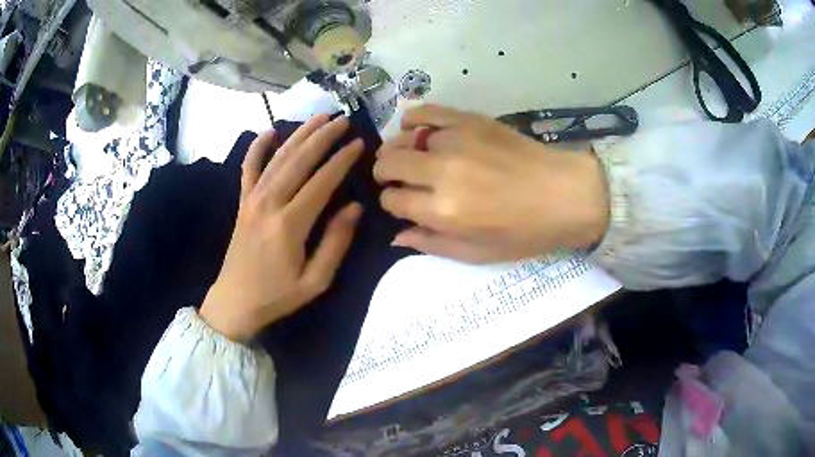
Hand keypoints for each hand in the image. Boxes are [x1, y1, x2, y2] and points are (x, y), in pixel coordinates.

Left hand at [200, 115, 363, 341]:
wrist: (234, 302)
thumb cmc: (277, 296)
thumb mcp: (315, 281)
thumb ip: (336, 243)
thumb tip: (355, 207)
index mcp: (290, 224)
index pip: (322, 182)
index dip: (342, 160)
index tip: (359, 143)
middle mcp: (269, 203)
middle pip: (299, 160)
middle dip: (323, 137)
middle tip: (343, 120)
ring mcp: (252, 199)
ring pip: (278, 158)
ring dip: (300, 134)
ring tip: (320, 117)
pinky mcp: (242, 202)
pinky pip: (248, 168)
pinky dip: (257, 147)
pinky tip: (268, 131)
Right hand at [373, 105, 608, 262]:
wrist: (564, 194)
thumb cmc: (524, 232)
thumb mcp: (478, 253)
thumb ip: (432, 244)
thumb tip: (396, 236)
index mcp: (443, 211)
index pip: (392, 201)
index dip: (391, 203)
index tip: (402, 203)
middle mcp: (442, 172)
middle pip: (389, 165)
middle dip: (385, 174)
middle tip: (396, 179)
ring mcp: (454, 140)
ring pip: (402, 139)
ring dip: (398, 150)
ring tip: (408, 157)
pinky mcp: (468, 119)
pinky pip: (424, 112)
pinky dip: (412, 120)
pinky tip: (416, 130)